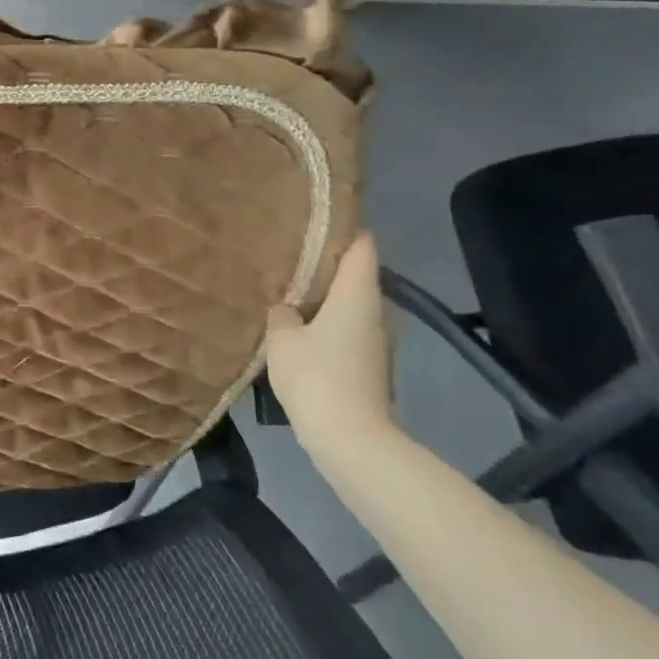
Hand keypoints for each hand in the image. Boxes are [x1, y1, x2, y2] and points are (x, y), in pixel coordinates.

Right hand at [264, 233, 397, 459]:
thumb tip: (287, 308)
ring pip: (350, 306)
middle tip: (290, 255)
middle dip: (326, 264)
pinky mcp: (370, 367)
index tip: (316, 218)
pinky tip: (298, 330)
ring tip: (289, 291)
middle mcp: (375, 312)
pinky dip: (327, 324)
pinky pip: (347, 331)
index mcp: (357, 294)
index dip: (344, 227)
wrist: (351, 440)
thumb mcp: (282, 338)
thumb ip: (282, 313)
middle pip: (356, 275)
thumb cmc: (316, 377)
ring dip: (325, 298)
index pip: (363, 245)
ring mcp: (376, 342)